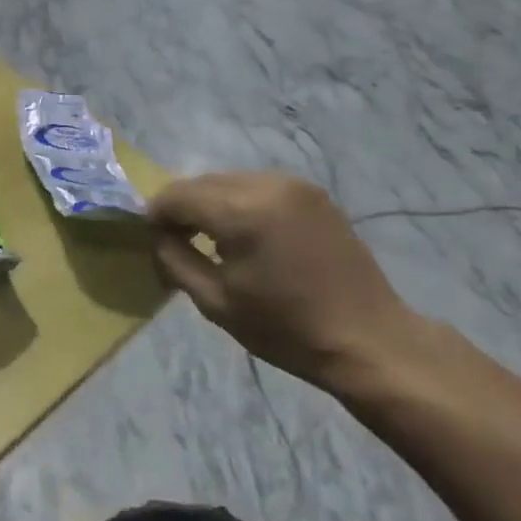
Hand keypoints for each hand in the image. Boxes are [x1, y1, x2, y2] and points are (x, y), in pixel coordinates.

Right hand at [150, 173, 424, 391]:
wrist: (367, 339)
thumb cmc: (286, 328)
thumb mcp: (216, 302)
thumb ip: (175, 259)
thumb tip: (156, 235)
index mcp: (241, 211)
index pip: (176, 195)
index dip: (156, 215)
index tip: (152, 241)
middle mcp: (266, 184)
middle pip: (202, 182)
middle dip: (182, 208)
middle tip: (177, 242)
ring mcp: (294, 184)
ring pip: (229, 181)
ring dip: (210, 203)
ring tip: (211, 240)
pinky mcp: (313, 193)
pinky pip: (258, 186)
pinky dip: (239, 202)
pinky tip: (245, 235)